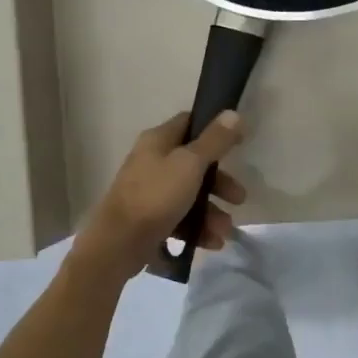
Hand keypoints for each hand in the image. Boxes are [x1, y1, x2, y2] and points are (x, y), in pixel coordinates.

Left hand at [72, 111, 247, 281]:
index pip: (189, 124)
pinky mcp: (149, 219)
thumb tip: (234, 113)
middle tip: (238, 198)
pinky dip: (197, 229)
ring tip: (225, 231)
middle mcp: (152, 162)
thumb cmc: (156, 196)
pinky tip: (212, 243)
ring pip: (189, 196)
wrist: (118, 243)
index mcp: (158, 141)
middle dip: (220, 183)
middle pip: (194, 165)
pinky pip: (180, 219)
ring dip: (211, 212)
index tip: (239, 143)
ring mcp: (149, 192)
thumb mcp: (190, 164)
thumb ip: (215, 141)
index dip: (215, 130)